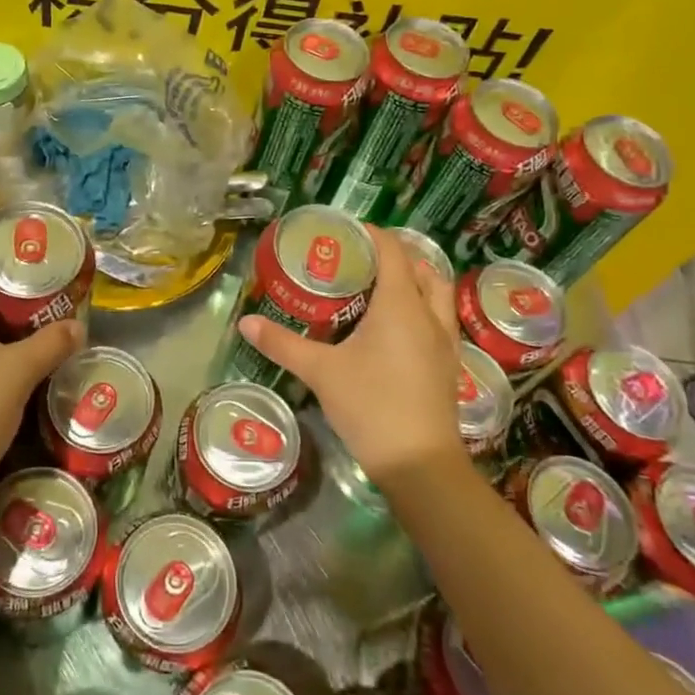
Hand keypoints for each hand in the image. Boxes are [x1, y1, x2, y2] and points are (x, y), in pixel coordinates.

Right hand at [238, 225, 464, 486]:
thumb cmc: (371, 405)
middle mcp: (429, 315)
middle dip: (394, 256)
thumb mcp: (320, 371)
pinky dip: (421, 309)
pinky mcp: (449, 365)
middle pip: (421, 267)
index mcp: (401, 304)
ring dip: (415, 281)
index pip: (392, 250)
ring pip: (437, 294)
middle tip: (359, 259)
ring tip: (380, 287)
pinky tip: (395, 329)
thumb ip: (282, 344)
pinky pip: (439, 320)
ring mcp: (445, 341)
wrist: (420, 465)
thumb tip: (246, 322)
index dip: (370, 233)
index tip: (343, 230)